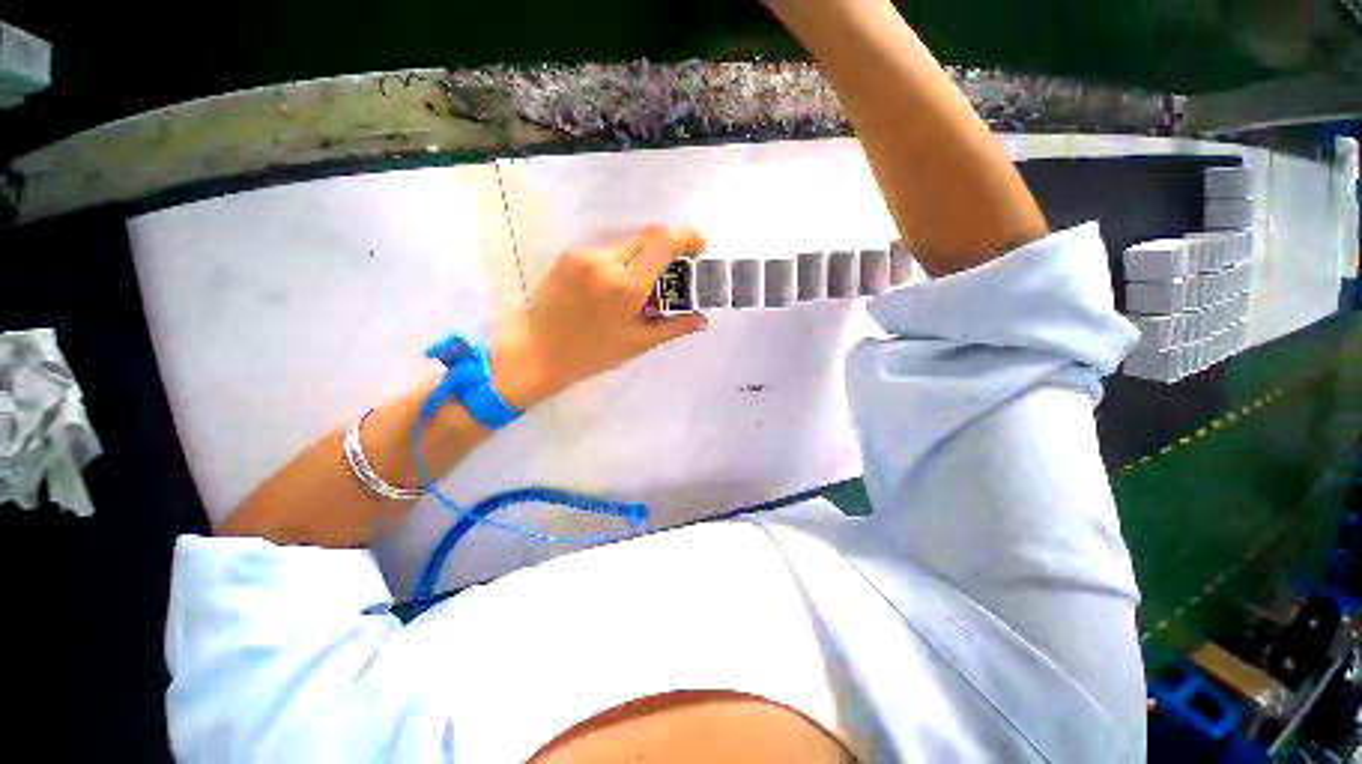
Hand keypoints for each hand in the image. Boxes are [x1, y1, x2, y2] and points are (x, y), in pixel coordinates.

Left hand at [489, 226, 708, 409]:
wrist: (537, 352)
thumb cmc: (593, 353)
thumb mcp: (638, 342)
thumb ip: (674, 326)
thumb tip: (702, 320)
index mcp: (626, 284)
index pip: (663, 242)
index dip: (687, 237)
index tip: (699, 246)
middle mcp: (605, 260)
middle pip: (647, 236)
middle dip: (667, 247)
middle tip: (674, 271)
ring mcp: (584, 255)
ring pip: (626, 242)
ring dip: (643, 255)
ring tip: (644, 285)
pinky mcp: (569, 256)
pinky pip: (606, 250)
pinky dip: (622, 260)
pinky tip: (618, 286)